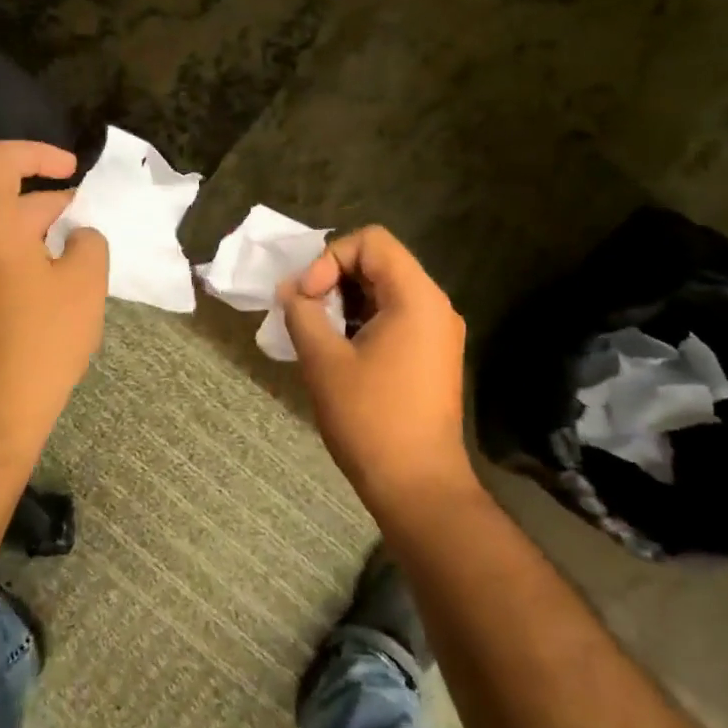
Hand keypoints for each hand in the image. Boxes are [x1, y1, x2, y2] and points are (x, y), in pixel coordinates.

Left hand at [0, 141, 108, 459]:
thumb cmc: (40, 340)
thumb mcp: (84, 284)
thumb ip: (89, 242)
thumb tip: (78, 234)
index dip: (38, 153)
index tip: (73, 172)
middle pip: (7, 199)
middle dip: (54, 206)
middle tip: (95, 231)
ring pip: (4, 233)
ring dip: (44, 236)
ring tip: (83, 264)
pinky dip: (28, 260)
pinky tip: (58, 291)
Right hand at [278, 226, 475, 515]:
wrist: (418, 486)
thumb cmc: (370, 419)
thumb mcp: (323, 360)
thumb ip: (302, 312)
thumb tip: (290, 290)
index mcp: (416, 298)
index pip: (371, 241)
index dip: (330, 258)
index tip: (308, 296)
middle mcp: (435, 306)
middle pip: (379, 262)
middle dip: (334, 278)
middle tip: (305, 312)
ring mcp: (438, 332)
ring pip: (384, 290)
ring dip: (345, 301)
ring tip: (316, 331)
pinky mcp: (432, 355)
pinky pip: (394, 316)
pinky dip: (362, 321)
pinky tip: (338, 350)